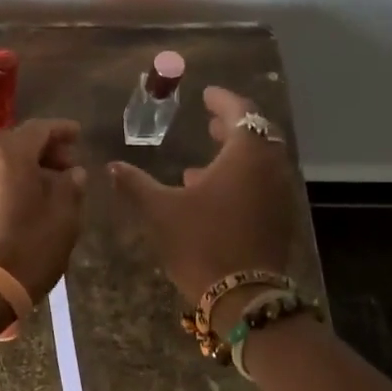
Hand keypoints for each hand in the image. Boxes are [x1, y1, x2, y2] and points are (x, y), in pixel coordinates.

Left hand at [0, 118, 87, 295]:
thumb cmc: (28, 249)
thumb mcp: (64, 218)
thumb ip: (71, 187)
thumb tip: (72, 173)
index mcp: (8, 155)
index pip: (38, 129)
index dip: (61, 129)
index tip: (78, 135)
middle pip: (14, 142)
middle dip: (42, 148)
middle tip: (66, 165)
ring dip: (22, 165)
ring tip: (45, 185)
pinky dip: (4, 181)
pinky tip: (19, 201)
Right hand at [108, 87, 297, 315]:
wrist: (243, 297)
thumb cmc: (201, 243)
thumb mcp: (160, 210)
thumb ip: (136, 183)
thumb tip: (112, 166)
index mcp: (246, 155)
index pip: (240, 112)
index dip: (222, 100)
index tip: (206, 94)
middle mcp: (270, 168)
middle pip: (257, 135)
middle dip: (232, 126)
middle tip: (209, 121)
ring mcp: (279, 194)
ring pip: (261, 162)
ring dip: (236, 154)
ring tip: (204, 159)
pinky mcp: (279, 218)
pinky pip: (263, 184)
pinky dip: (242, 178)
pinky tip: (212, 194)